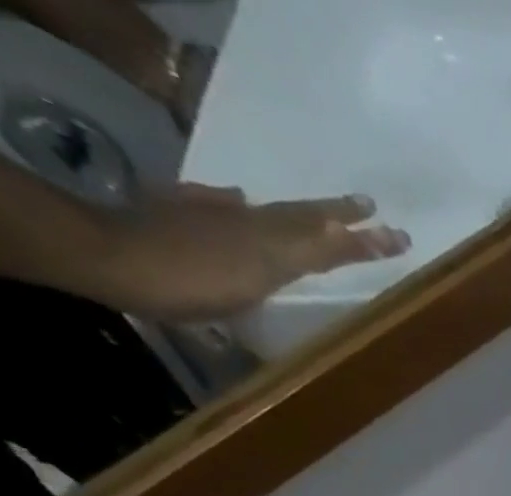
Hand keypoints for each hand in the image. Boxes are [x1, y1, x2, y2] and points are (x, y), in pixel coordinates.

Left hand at [94, 185, 409, 321]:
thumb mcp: (260, 267)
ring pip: (270, 215)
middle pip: (303, 218)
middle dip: (339, 217)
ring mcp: (214, 220)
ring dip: (300, 216)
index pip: (330, 239)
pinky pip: (222, 210)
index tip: (399, 236)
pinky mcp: (181, 222)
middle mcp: (249, 222)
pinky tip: (237, 202)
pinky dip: (238, 208)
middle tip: (369, 209)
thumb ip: (301, 246)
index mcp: (273, 239)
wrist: (111, 258)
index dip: (364, 240)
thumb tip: (335, 227)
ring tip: (323, 212)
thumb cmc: (192, 278)